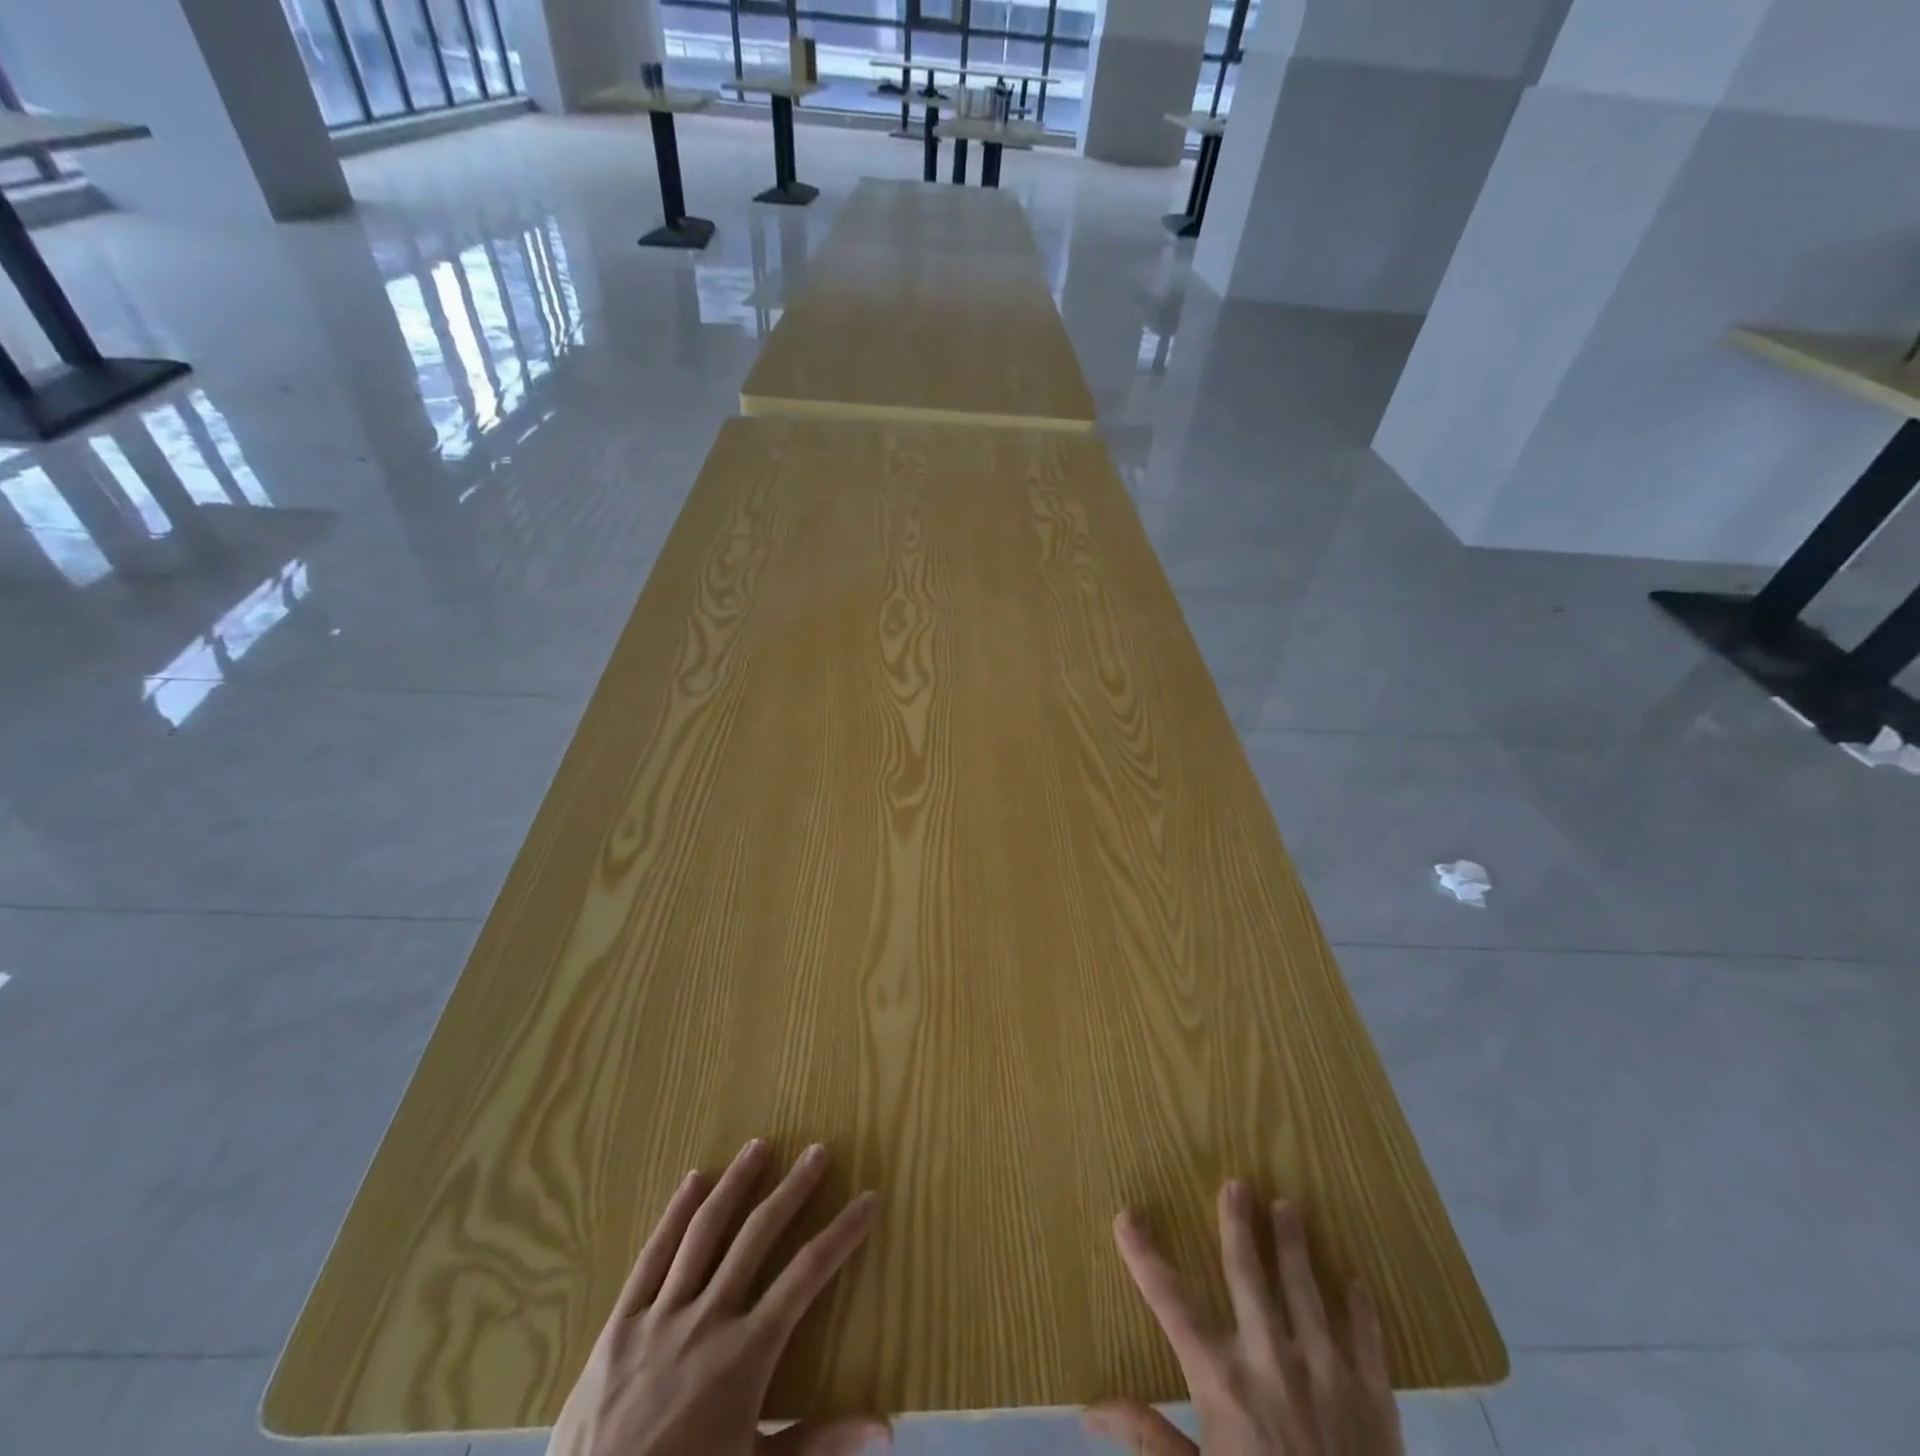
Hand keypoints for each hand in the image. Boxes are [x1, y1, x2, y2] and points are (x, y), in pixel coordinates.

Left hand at [547, 1139, 888, 1455]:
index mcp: (746, 1354)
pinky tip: (693, 1180)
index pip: (807, 1275)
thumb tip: (888, 1428)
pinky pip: (652, 1257)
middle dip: (793, 1190)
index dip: (842, 1234)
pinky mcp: (620, 1325)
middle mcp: (708, 1319)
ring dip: (736, 1184)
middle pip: (758, 1235)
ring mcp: (660, 1316)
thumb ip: (820, 1443)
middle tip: (818, 1151)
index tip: (868, 1199)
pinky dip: (675, 1215)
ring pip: (705, 1231)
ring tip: (760, 1146)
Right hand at [1088, 1183, 1402, 1455]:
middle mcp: (1270, 1360)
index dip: (1145, 1257)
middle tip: (1237, 1183)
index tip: (1126, 1215)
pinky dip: (1361, 1309)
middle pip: (1248, 1275)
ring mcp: (1326, 1374)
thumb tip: (1089, 1411)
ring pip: (1306, 1290)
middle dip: (1238, 1227)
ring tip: (1289, 1205)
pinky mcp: (1375, 1399)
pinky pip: (1367, 1340)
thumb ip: (1148, 1439)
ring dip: (1295, 1246)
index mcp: (1222, 1380)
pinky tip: (1356, 1280)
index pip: (1170, 1303)